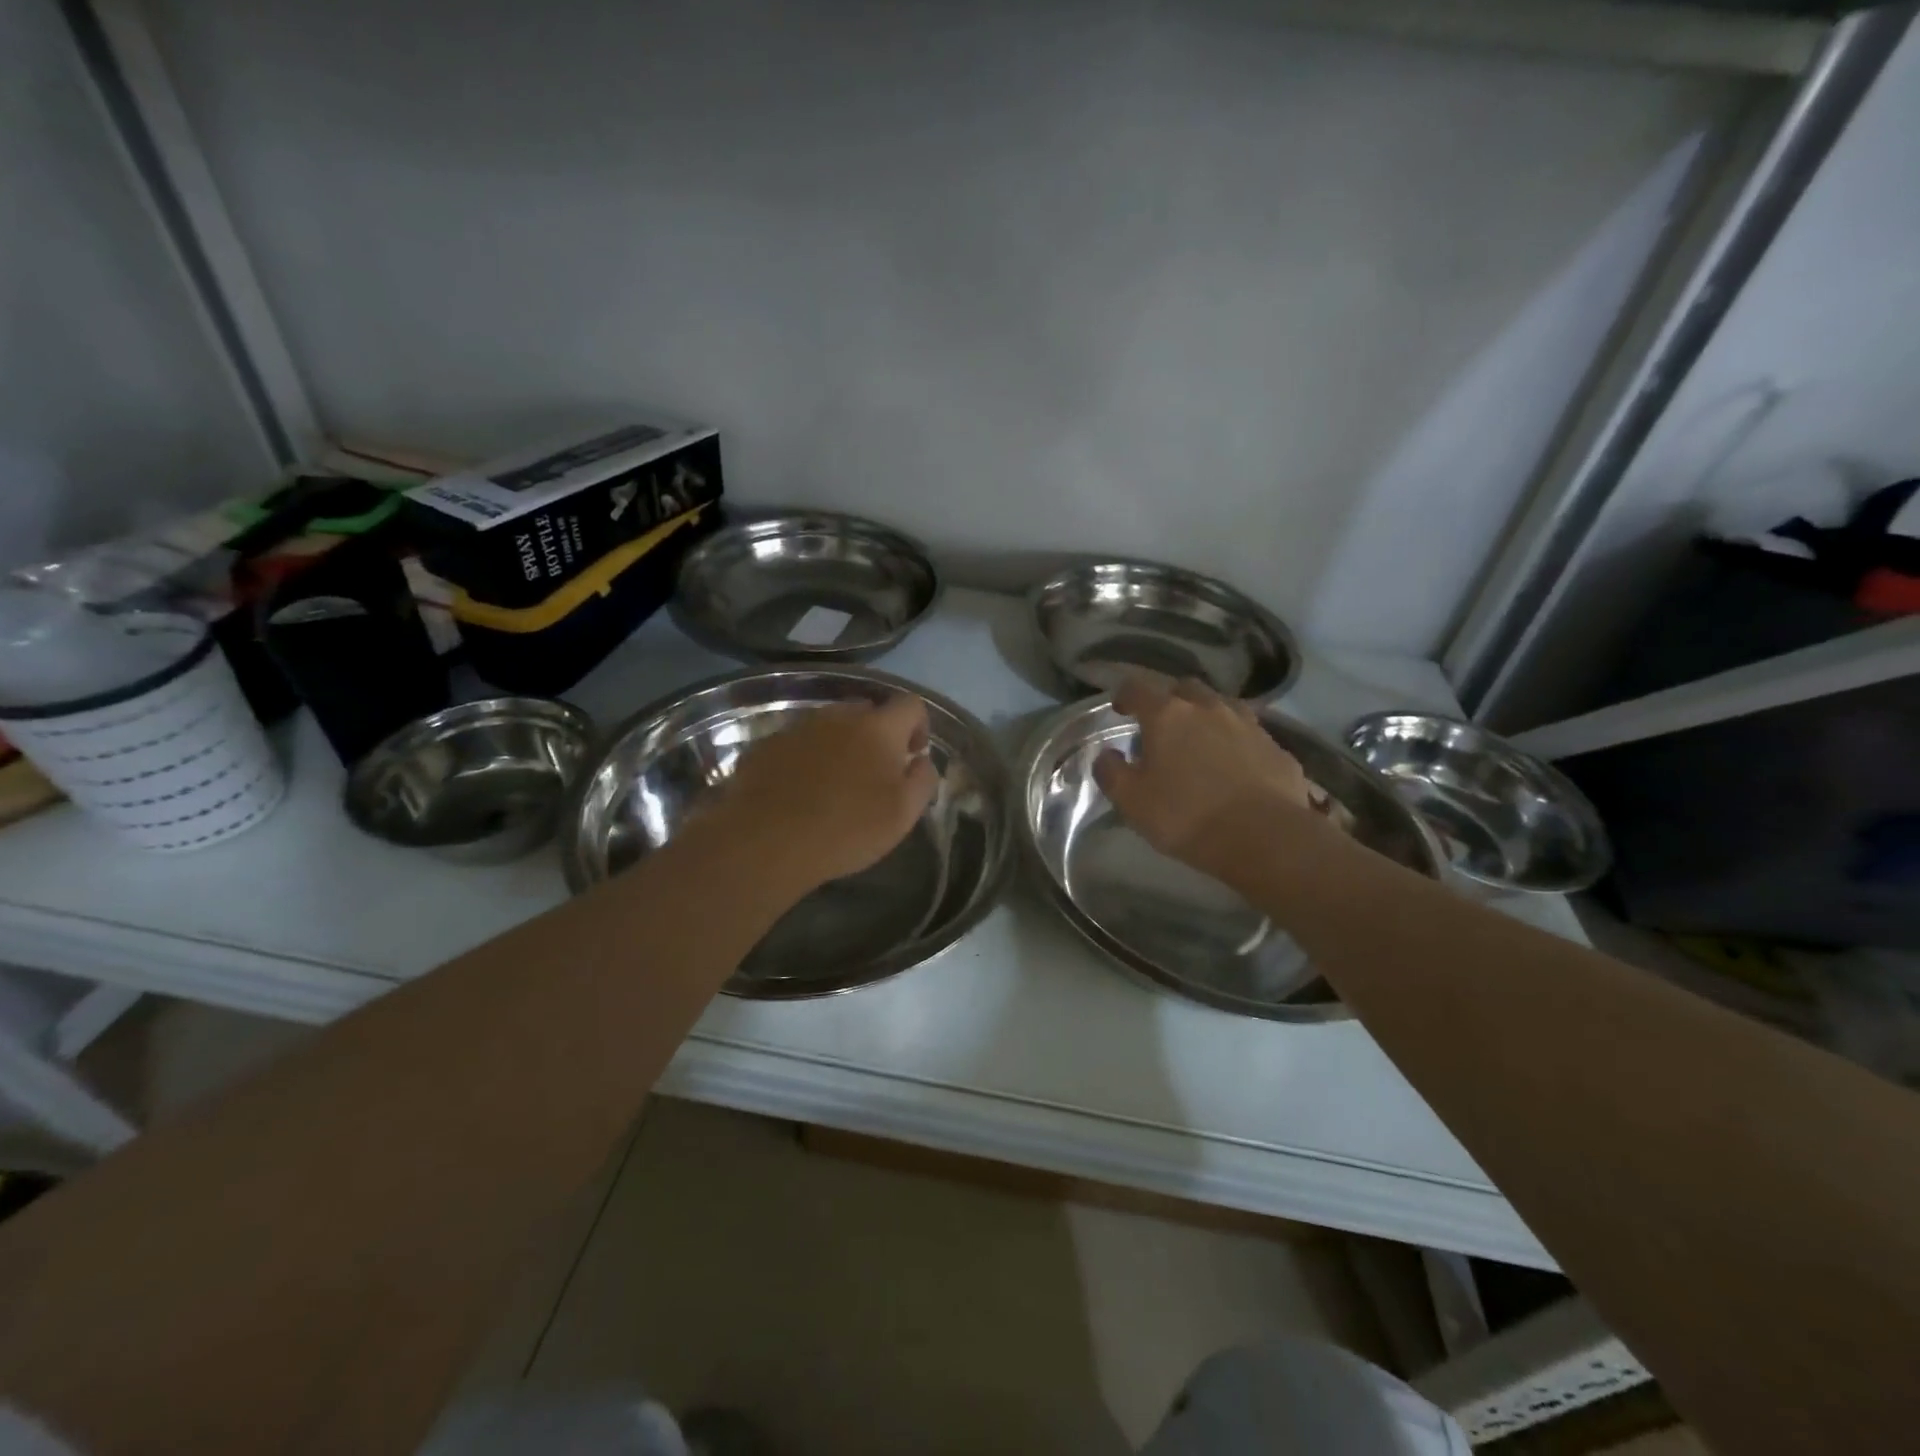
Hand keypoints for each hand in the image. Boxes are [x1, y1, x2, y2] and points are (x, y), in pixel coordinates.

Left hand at [712, 694, 939, 893]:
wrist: (766, 841)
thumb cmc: (846, 828)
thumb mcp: (903, 814)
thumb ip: (922, 780)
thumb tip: (922, 760)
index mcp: (878, 728)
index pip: (910, 705)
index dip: (919, 726)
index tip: (913, 755)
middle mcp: (838, 716)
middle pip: (868, 711)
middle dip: (878, 735)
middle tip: (876, 772)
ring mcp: (799, 727)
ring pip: (830, 726)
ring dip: (840, 745)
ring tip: (836, 783)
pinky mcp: (767, 745)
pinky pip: (798, 743)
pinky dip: (807, 758)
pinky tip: (801, 791)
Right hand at [1094, 676, 1322, 885]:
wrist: (1265, 837)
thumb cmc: (1186, 816)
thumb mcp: (1132, 801)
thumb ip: (1111, 772)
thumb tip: (1106, 755)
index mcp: (1167, 716)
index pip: (1138, 688)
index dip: (1125, 695)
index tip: (1120, 709)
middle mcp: (1208, 708)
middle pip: (1185, 689)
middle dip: (1171, 701)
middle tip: (1163, 725)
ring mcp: (1248, 725)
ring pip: (1223, 706)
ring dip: (1207, 716)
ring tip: (1201, 740)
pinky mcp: (1277, 748)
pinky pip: (1250, 735)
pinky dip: (1238, 742)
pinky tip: (1237, 766)